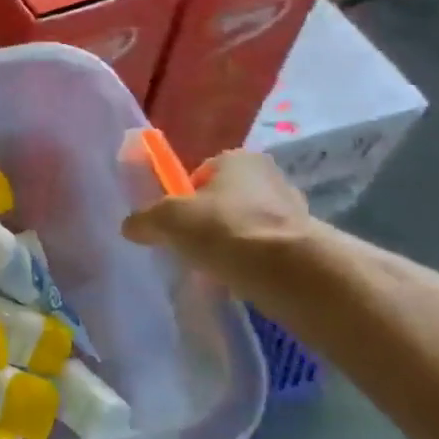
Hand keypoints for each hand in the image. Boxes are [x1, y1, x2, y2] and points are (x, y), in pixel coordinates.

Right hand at [122, 149, 313, 282]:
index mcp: (238, 158)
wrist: (291, 272)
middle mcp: (270, 177)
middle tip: (190, 246)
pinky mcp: (307, 245)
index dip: (184, 196)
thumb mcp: (165, 220)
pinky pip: (266, 251)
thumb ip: (143, 220)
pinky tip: (238, 280)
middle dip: (209, 221)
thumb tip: (131, 227)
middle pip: (226, 199)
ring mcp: (294, 211)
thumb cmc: (223, 229)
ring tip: (214, 267)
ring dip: (231, 244)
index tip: (175, 222)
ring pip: (247, 226)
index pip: (202, 173)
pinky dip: (251, 263)